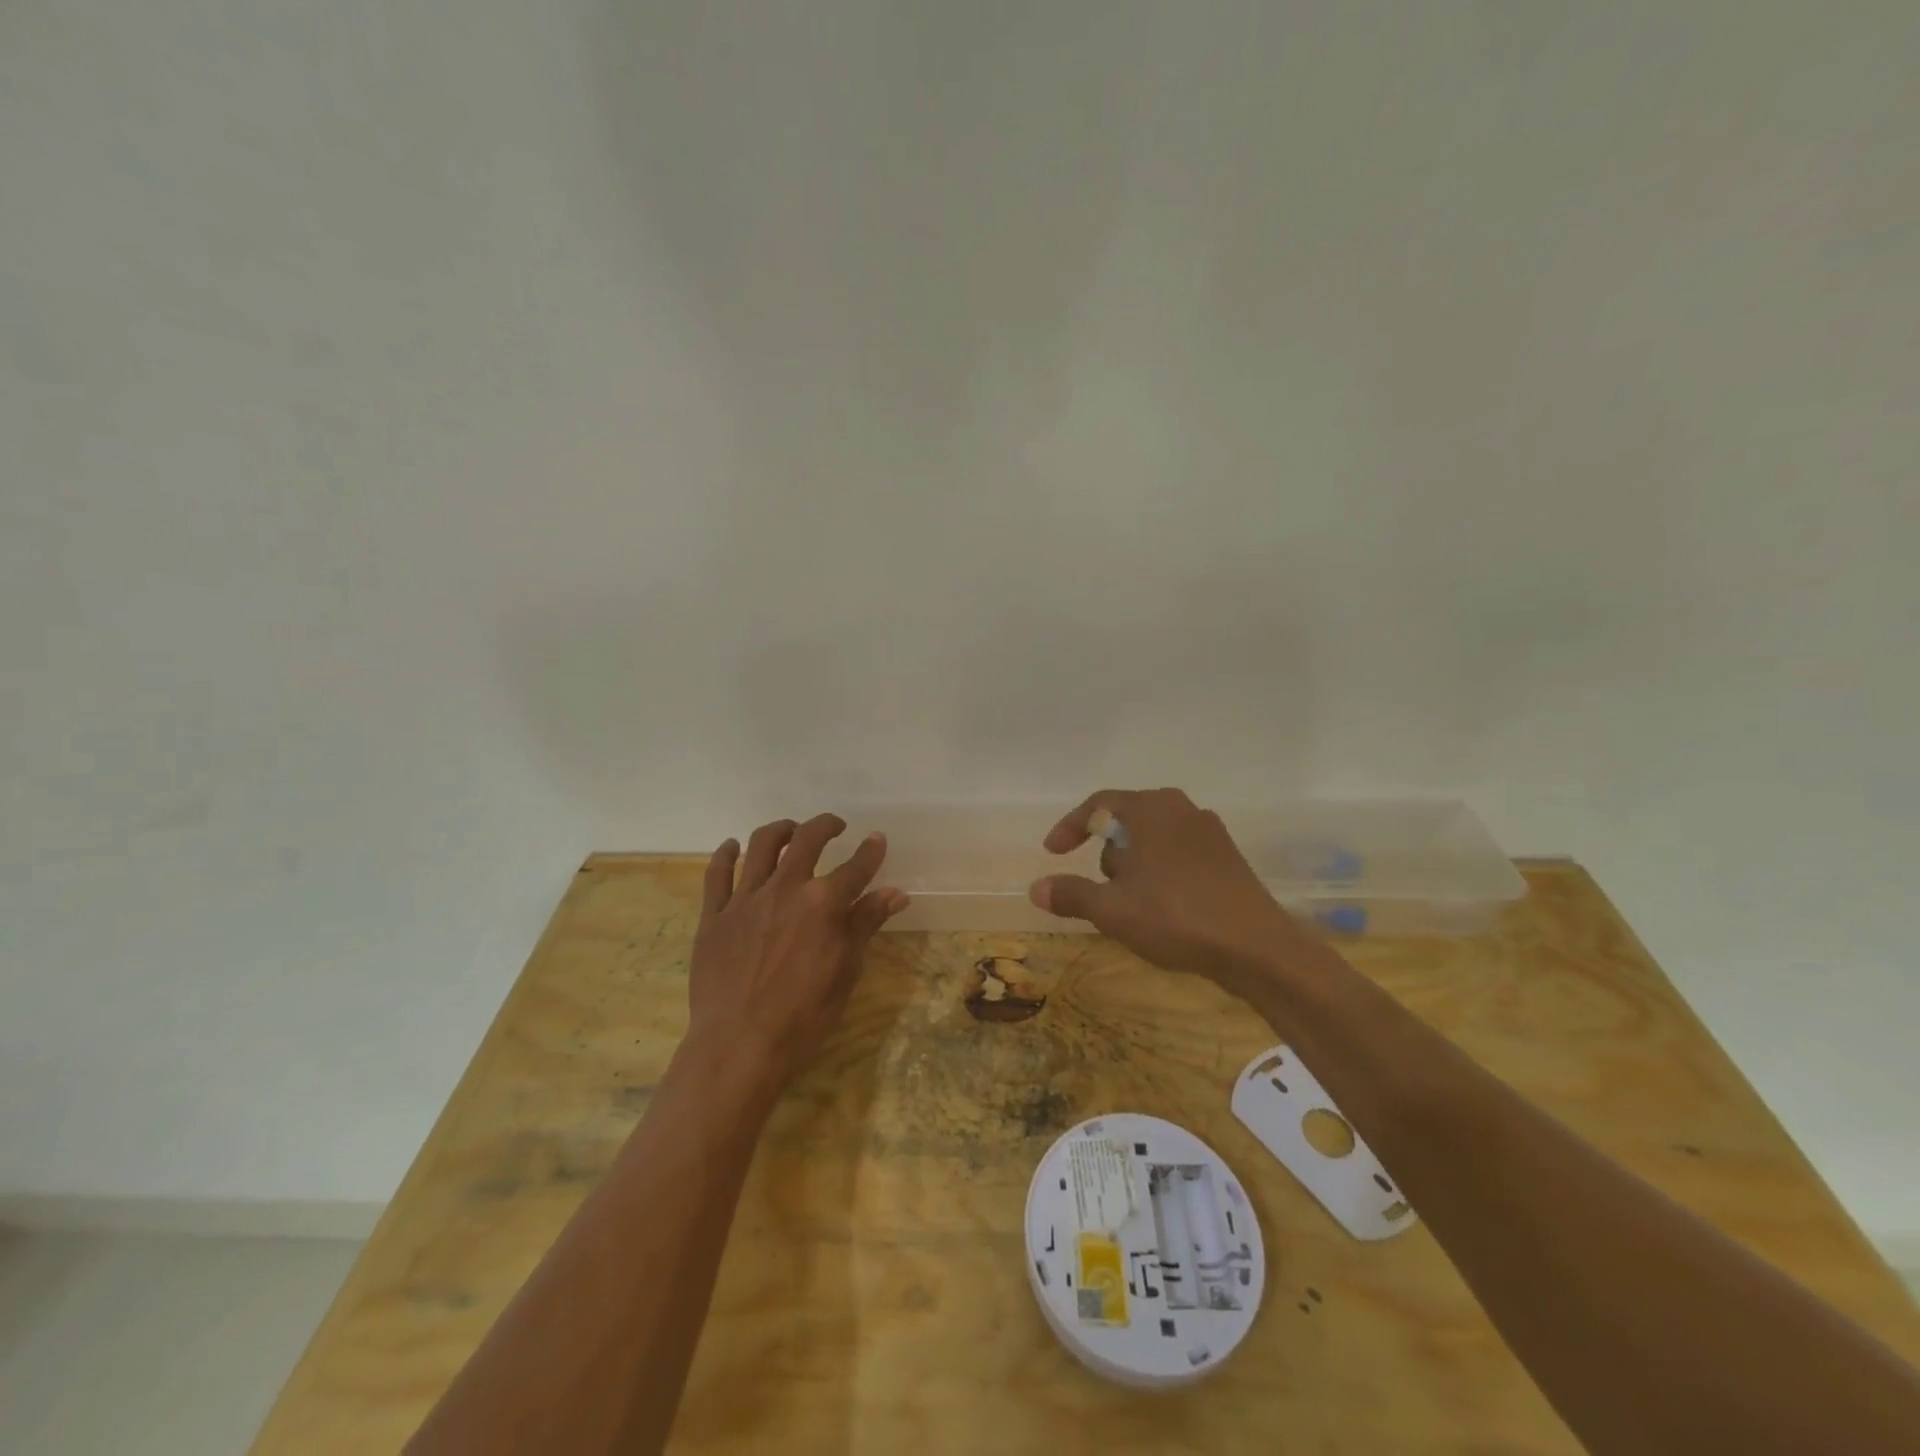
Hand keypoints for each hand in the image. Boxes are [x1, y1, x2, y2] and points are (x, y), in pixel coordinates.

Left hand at [686, 813, 908, 1096]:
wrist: (738, 1046)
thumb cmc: (802, 1016)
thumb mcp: (845, 971)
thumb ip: (865, 924)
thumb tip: (896, 893)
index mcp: (822, 903)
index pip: (856, 867)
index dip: (870, 851)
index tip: (877, 839)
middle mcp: (785, 889)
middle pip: (806, 840)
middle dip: (825, 826)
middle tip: (834, 826)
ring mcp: (745, 899)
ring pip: (760, 845)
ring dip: (780, 829)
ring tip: (790, 830)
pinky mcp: (714, 916)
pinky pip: (716, 874)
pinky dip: (725, 854)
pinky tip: (732, 847)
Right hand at [1028, 788, 1302, 990]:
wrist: (1257, 948)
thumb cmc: (1176, 916)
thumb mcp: (1112, 909)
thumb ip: (1072, 894)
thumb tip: (1036, 888)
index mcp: (1152, 808)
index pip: (1098, 805)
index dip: (1070, 828)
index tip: (1052, 852)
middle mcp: (1182, 809)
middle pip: (1127, 822)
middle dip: (1107, 855)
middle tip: (1100, 890)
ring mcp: (1210, 832)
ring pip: (1153, 841)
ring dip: (1134, 868)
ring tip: (1132, 907)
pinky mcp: (1228, 858)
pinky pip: (1178, 856)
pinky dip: (1159, 875)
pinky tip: (1163, 910)